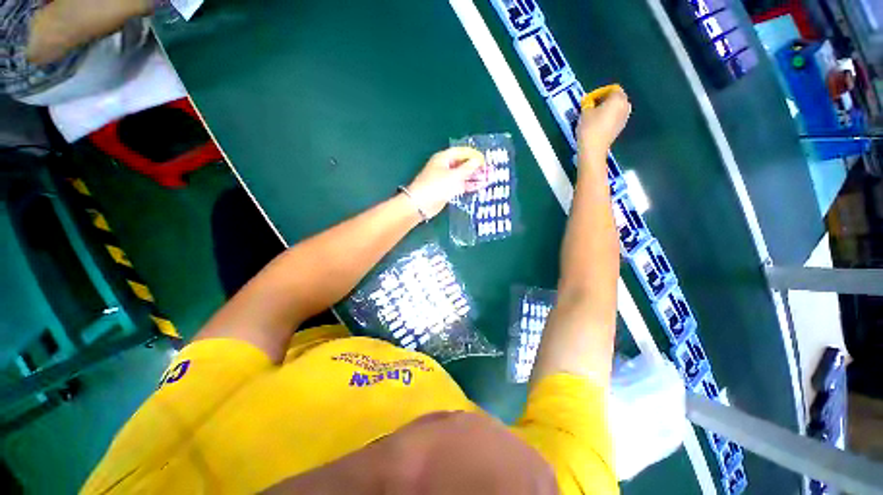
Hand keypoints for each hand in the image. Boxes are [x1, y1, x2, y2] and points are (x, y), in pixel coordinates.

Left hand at [405, 147, 485, 218]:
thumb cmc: (436, 186)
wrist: (421, 204)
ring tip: (488, 179)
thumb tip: (477, 160)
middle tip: (489, 170)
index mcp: (443, 158)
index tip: (485, 159)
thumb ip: (467, 168)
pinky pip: (460, 185)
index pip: (461, 152)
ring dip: (474, 177)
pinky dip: (469, 185)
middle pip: (462, 164)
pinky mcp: (447, 190)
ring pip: (462, 175)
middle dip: (475, 167)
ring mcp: (446, 179)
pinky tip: (479, 187)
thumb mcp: (454, 176)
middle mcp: (445, 166)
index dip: (473, 154)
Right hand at [577, 87, 631, 161]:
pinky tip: (598, 124)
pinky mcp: (620, 127)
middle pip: (616, 97)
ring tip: (594, 115)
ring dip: (606, 109)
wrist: (593, 149)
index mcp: (618, 99)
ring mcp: (624, 117)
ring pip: (616, 107)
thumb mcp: (585, 112)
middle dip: (604, 100)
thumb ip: (587, 103)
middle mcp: (625, 106)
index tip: (589, 100)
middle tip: (591, 106)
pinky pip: (615, 117)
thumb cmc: (589, 128)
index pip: (611, 89)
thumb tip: (587, 100)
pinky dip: (608, 117)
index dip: (599, 92)